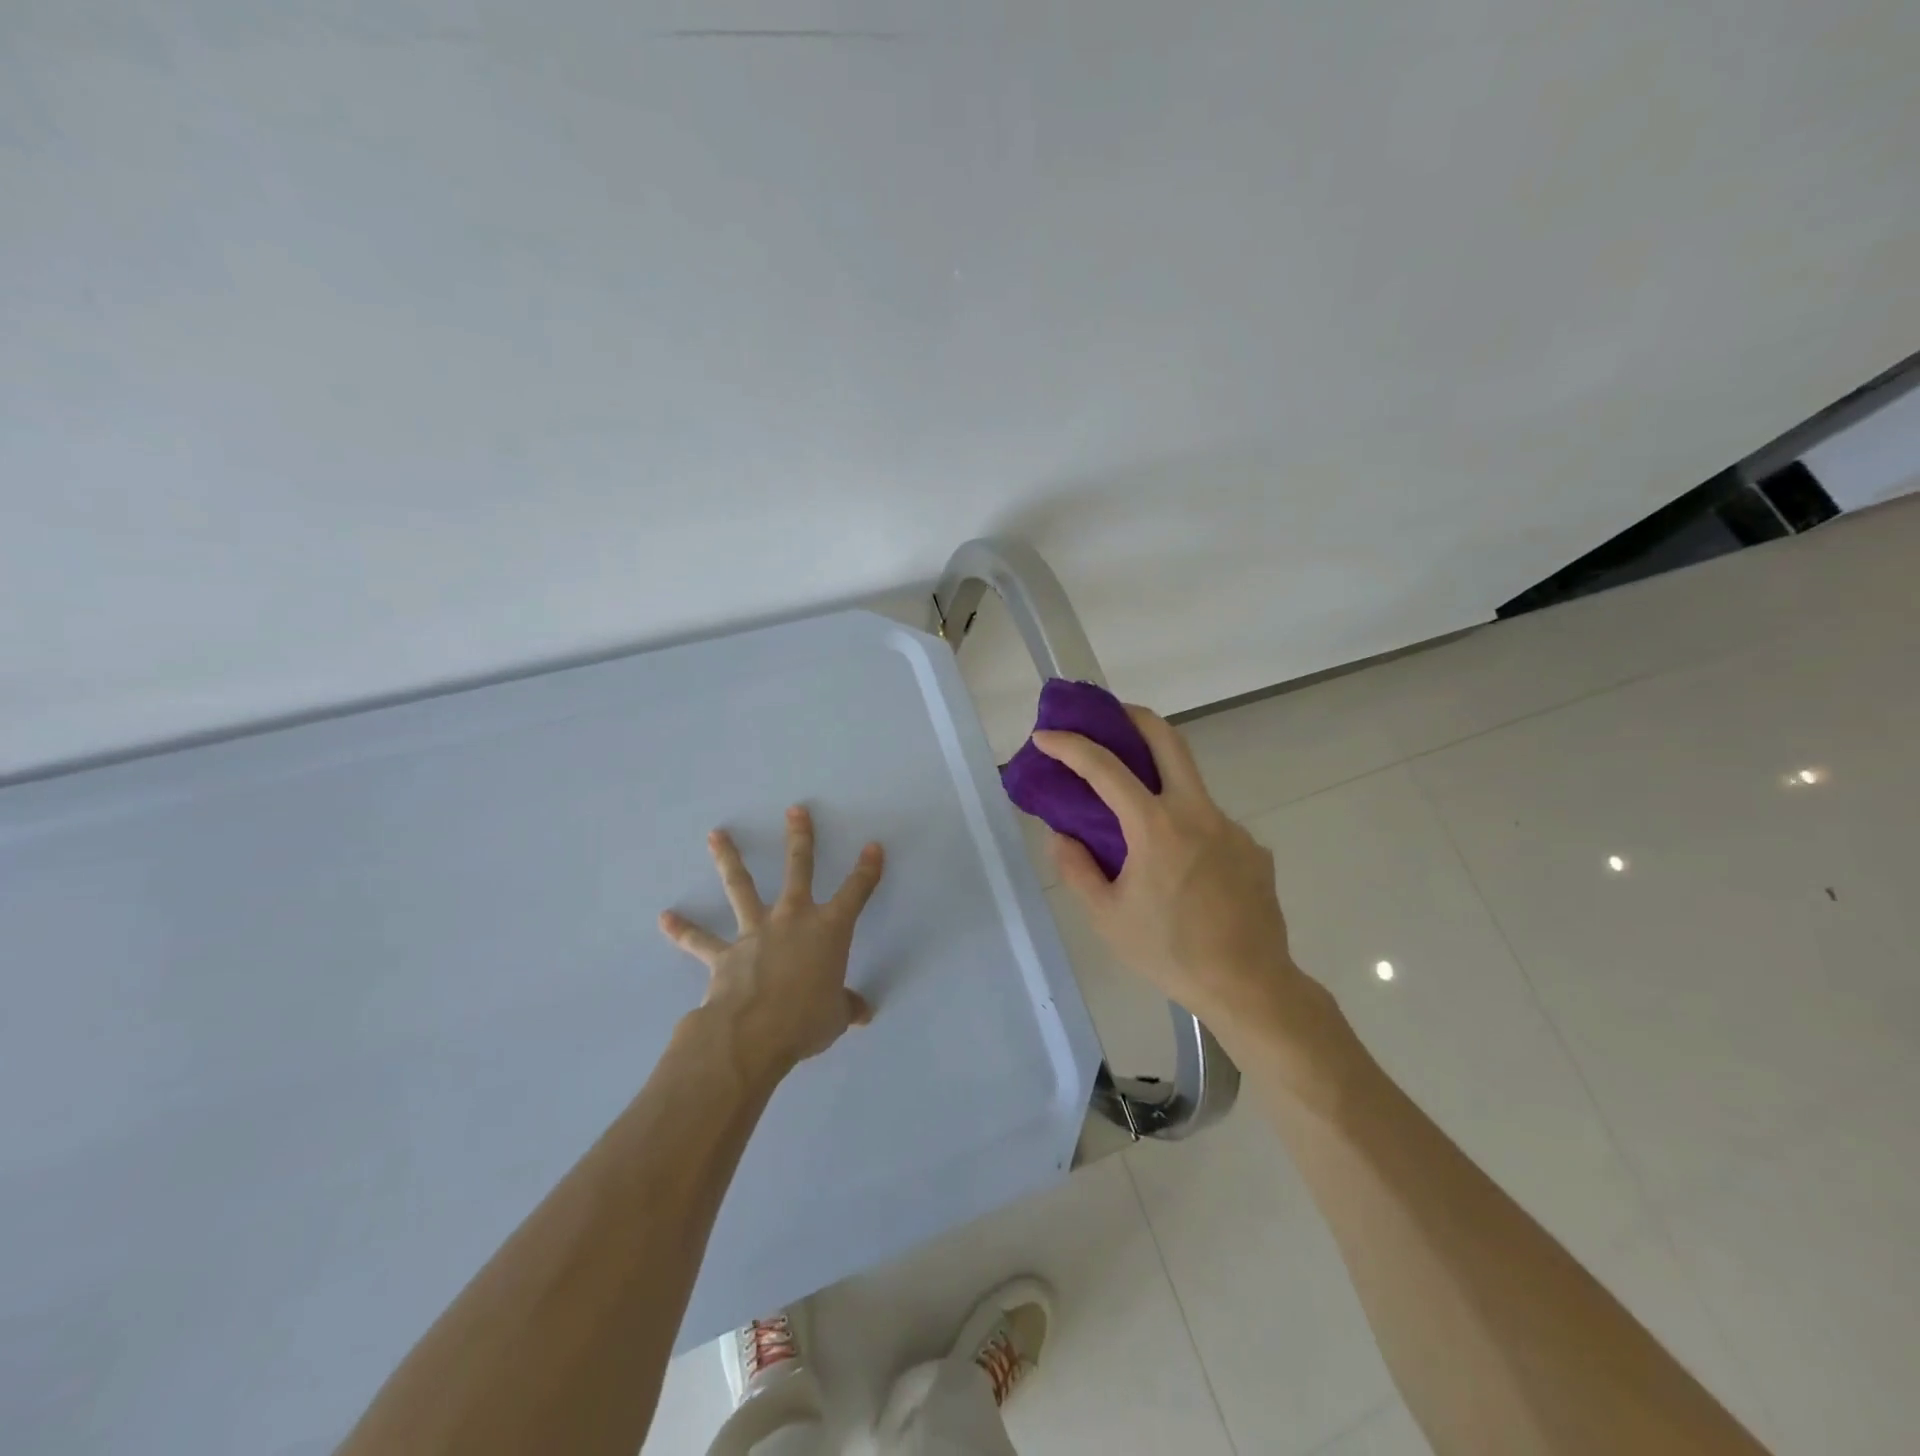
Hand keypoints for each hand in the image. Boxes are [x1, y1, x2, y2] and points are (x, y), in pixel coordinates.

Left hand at [659, 807, 883, 1080]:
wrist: (753, 1034)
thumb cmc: (806, 1021)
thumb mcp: (836, 1016)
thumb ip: (847, 1007)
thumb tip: (862, 1012)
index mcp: (829, 931)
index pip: (855, 893)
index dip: (867, 870)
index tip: (873, 847)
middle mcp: (793, 919)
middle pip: (799, 869)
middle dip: (800, 838)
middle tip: (795, 810)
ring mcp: (755, 932)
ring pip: (741, 887)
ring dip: (729, 859)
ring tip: (716, 834)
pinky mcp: (724, 954)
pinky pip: (700, 941)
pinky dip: (683, 930)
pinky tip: (665, 918)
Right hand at [1034, 707, 1303, 1030]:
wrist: (1250, 986)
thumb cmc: (1170, 953)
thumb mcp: (1107, 917)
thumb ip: (1077, 868)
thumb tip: (1061, 834)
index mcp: (1157, 827)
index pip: (1107, 768)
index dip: (1071, 747)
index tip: (1046, 737)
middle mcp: (1198, 813)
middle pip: (1168, 739)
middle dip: (1134, 717)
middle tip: (1108, 716)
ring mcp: (1231, 827)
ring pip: (1190, 785)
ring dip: (1159, 782)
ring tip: (1137, 818)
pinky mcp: (1252, 848)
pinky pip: (1209, 825)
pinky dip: (1185, 829)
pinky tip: (1180, 868)